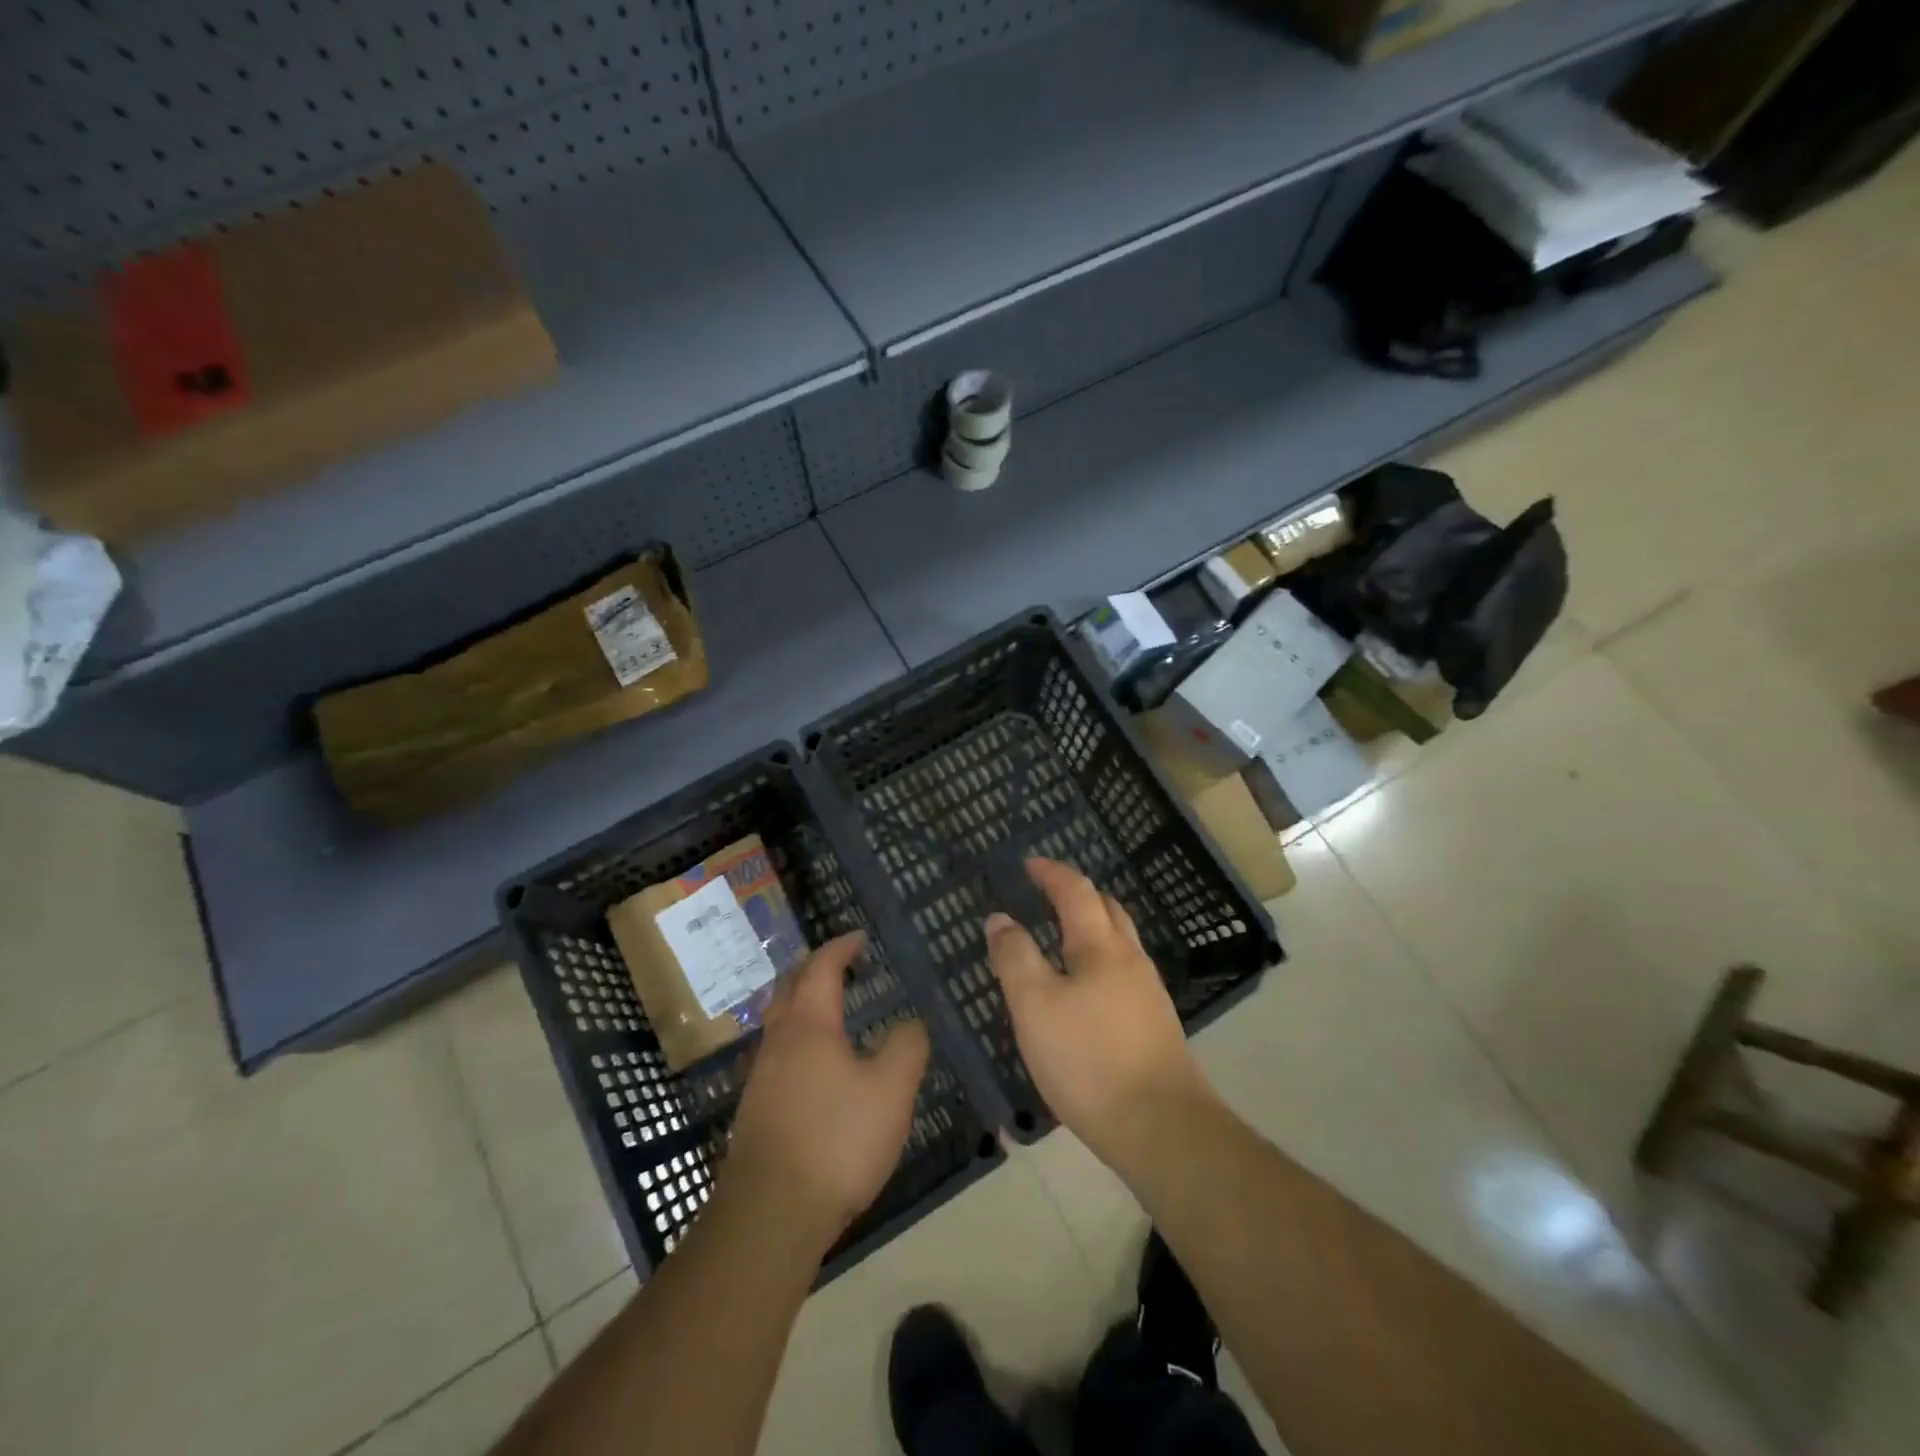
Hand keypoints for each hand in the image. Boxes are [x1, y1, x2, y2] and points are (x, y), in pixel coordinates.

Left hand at [726, 932, 930, 1249]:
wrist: (770, 1214)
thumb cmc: (837, 1139)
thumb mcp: (891, 1089)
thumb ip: (906, 1046)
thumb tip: (910, 1022)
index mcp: (810, 1024)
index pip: (823, 968)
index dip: (842, 947)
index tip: (860, 938)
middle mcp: (779, 1040)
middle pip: (790, 987)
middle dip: (814, 968)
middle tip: (840, 964)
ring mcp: (761, 1076)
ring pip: (780, 1021)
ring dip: (803, 1003)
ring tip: (831, 1009)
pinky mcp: (756, 1110)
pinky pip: (779, 1052)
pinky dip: (799, 1036)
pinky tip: (816, 1064)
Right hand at [986, 859, 1212, 1174]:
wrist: (1161, 1127)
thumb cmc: (1089, 1059)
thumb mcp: (1035, 1006)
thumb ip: (1015, 957)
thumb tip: (1000, 918)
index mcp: (1101, 947)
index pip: (1076, 891)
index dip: (1051, 873)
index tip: (1029, 863)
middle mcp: (1130, 959)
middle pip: (1107, 909)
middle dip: (1077, 894)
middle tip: (1047, 893)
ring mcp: (1148, 992)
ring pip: (1119, 942)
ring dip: (1091, 927)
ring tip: (1061, 938)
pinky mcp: (1154, 1024)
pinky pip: (1123, 972)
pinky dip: (1099, 959)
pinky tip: (1085, 989)